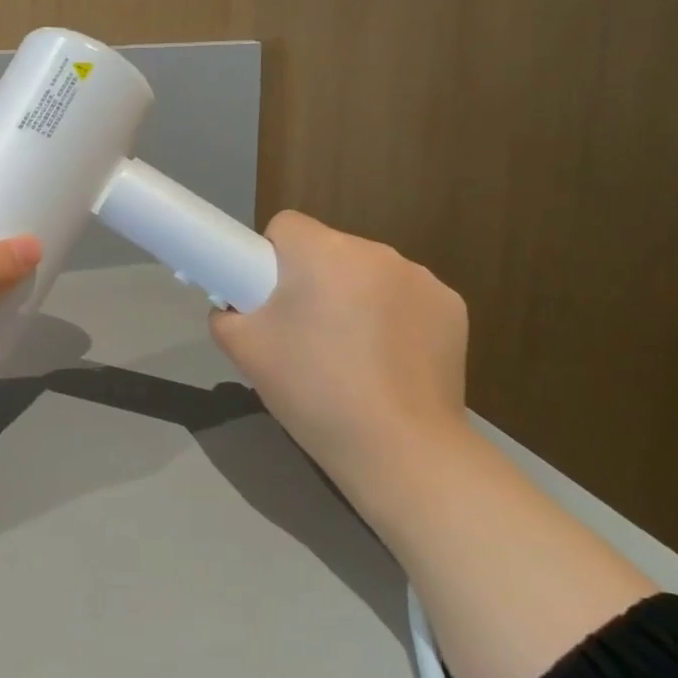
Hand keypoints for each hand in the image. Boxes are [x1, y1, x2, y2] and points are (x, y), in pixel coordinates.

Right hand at [209, 211, 468, 514]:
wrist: (400, 451)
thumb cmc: (313, 391)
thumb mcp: (243, 351)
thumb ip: (225, 314)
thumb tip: (235, 306)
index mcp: (322, 252)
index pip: (286, 226)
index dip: (271, 259)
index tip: (272, 301)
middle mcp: (375, 251)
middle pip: (329, 250)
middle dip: (315, 280)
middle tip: (306, 335)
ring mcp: (421, 278)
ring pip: (368, 274)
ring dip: (355, 297)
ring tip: (352, 356)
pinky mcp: (452, 307)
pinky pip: (406, 298)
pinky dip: (394, 318)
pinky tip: (391, 362)